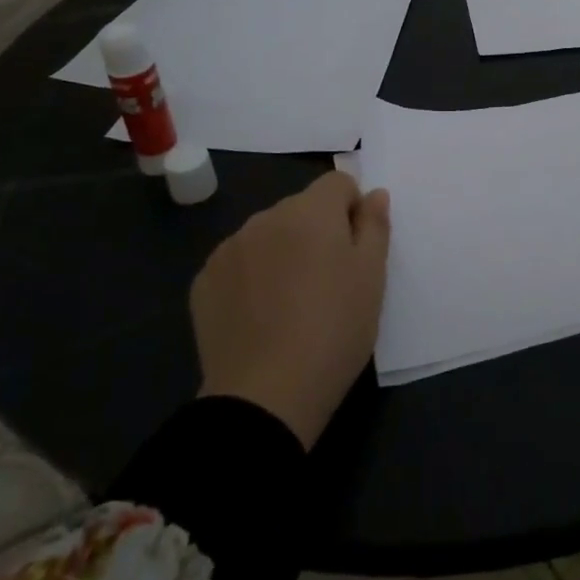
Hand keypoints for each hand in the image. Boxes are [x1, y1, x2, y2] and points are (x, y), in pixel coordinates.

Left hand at [192, 170, 390, 448]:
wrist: (265, 396)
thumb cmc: (334, 330)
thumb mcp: (372, 277)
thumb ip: (375, 225)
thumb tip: (374, 193)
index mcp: (311, 211)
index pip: (338, 183)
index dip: (353, 209)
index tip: (356, 251)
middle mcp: (266, 217)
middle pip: (301, 208)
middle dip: (318, 231)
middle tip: (329, 282)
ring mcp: (229, 248)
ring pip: (268, 234)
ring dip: (283, 252)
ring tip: (292, 303)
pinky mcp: (204, 281)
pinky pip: (238, 263)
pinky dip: (252, 277)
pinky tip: (260, 316)